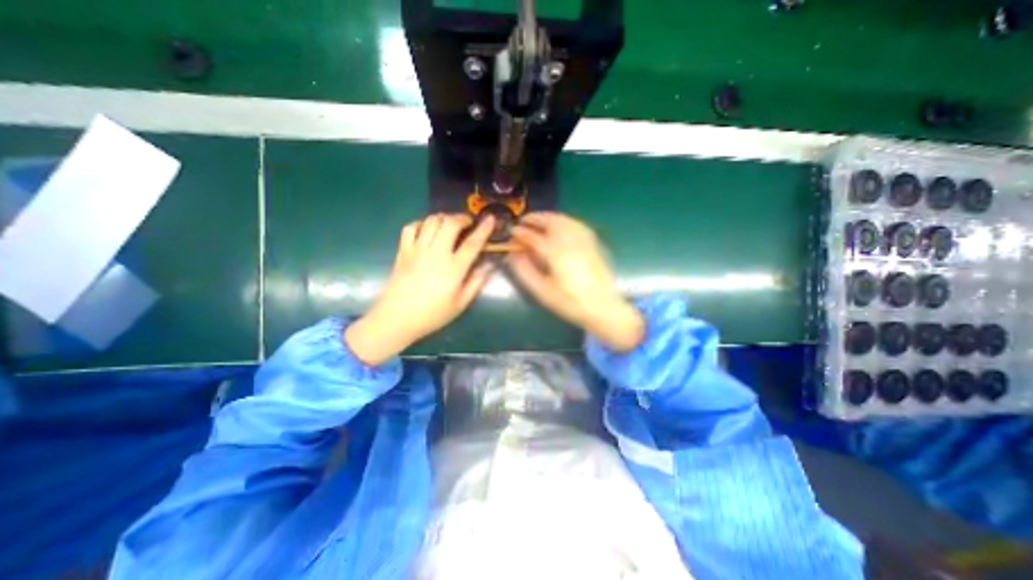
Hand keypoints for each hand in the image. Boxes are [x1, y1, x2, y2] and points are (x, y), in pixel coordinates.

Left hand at [343, 215, 495, 363]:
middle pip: (450, 223)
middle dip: (461, 218)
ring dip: (444, 218)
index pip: (472, 243)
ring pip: (432, 221)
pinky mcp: (403, 250)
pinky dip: (422, 223)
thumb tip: (487, 265)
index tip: (490, 218)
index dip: (483, 229)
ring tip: (450, 224)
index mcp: (453, 268)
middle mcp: (436, 253)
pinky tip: (427, 229)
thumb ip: (476, 282)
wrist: (396, 318)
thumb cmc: (432, 314)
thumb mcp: (460, 304)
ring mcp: (417, 249)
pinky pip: (411, 227)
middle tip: (467, 223)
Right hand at [510, 210, 643, 350]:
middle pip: (551, 221)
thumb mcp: (542, 291)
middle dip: (535, 218)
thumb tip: (512, 255)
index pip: (534, 237)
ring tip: (538, 222)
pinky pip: (576, 224)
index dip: (521, 232)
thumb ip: (525, 271)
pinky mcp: (593, 243)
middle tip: (524, 221)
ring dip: (549, 217)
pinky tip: (560, 227)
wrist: (603, 306)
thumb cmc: (570, 302)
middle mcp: (570, 241)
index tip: (512, 231)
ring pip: (565, 219)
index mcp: (556, 253)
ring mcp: (584, 240)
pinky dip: (564, 221)